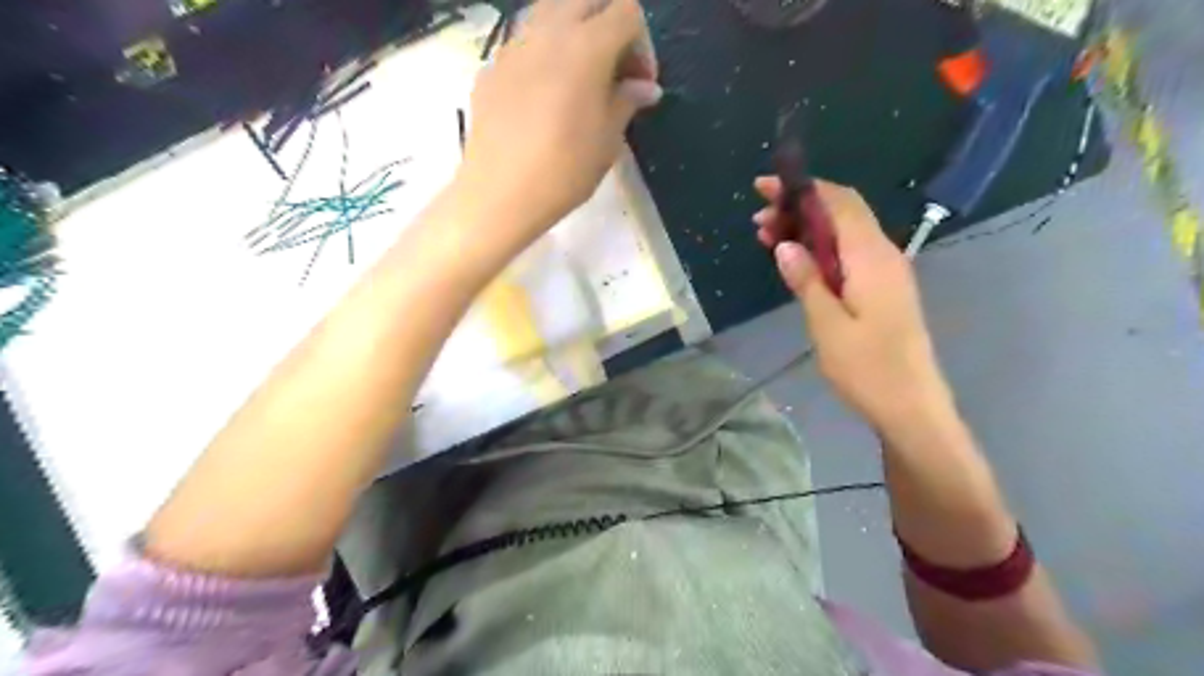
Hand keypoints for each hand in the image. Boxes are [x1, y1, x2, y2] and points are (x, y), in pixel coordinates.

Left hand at [454, 0, 657, 239]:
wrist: (500, 194)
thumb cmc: (564, 171)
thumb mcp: (607, 140)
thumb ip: (627, 102)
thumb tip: (646, 88)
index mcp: (586, 46)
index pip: (627, 12)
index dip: (643, 44)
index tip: (640, 83)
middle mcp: (548, 31)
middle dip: (610, 25)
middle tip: (615, 70)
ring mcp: (513, 45)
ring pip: (550, 9)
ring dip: (574, 29)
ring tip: (580, 75)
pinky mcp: (491, 66)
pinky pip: (524, 40)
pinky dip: (544, 52)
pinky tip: (545, 94)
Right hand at [755, 177, 955, 433]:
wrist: (911, 406)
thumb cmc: (868, 368)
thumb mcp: (826, 325)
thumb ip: (807, 280)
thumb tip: (785, 245)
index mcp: (871, 257)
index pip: (839, 202)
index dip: (803, 188)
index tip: (766, 187)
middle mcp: (883, 255)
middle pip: (842, 213)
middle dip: (799, 208)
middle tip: (759, 221)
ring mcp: (886, 272)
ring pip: (844, 234)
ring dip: (807, 230)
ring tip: (768, 238)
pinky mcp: (883, 289)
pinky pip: (849, 254)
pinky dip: (820, 249)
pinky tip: (797, 261)